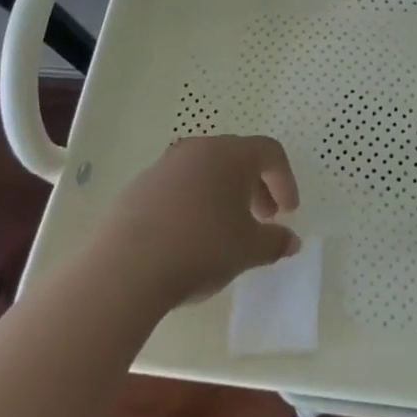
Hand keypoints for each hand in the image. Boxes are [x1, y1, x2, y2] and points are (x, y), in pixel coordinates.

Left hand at [95, 134, 301, 307]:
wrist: (125, 267)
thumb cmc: (200, 248)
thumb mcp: (248, 250)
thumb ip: (275, 242)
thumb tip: (291, 241)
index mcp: (231, 155)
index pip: (270, 152)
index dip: (285, 180)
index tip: (287, 213)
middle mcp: (199, 149)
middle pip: (237, 158)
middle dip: (256, 187)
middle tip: (262, 220)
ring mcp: (165, 165)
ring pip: (206, 171)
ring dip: (223, 194)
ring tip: (225, 230)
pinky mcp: (139, 186)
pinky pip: (178, 186)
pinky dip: (194, 202)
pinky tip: (189, 237)